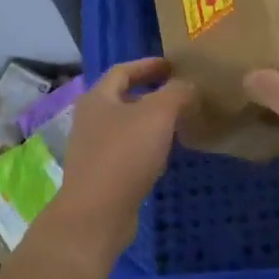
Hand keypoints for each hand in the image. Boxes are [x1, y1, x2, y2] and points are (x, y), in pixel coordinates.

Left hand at [46, 58, 192, 259]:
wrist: (96, 213)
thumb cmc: (124, 155)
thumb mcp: (157, 115)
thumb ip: (176, 93)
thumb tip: (188, 86)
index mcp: (98, 98)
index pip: (123, 70)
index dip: (148, 65)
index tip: (172, 66)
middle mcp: (90, 119)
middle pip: (122, 97)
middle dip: (150, 93)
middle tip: (179, 93)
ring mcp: (92, 148)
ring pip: (125, 125)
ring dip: (149, 121)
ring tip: (177, 122)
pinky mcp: (100, 174)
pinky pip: (126, 151)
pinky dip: (146, 146)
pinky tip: (163, 155)